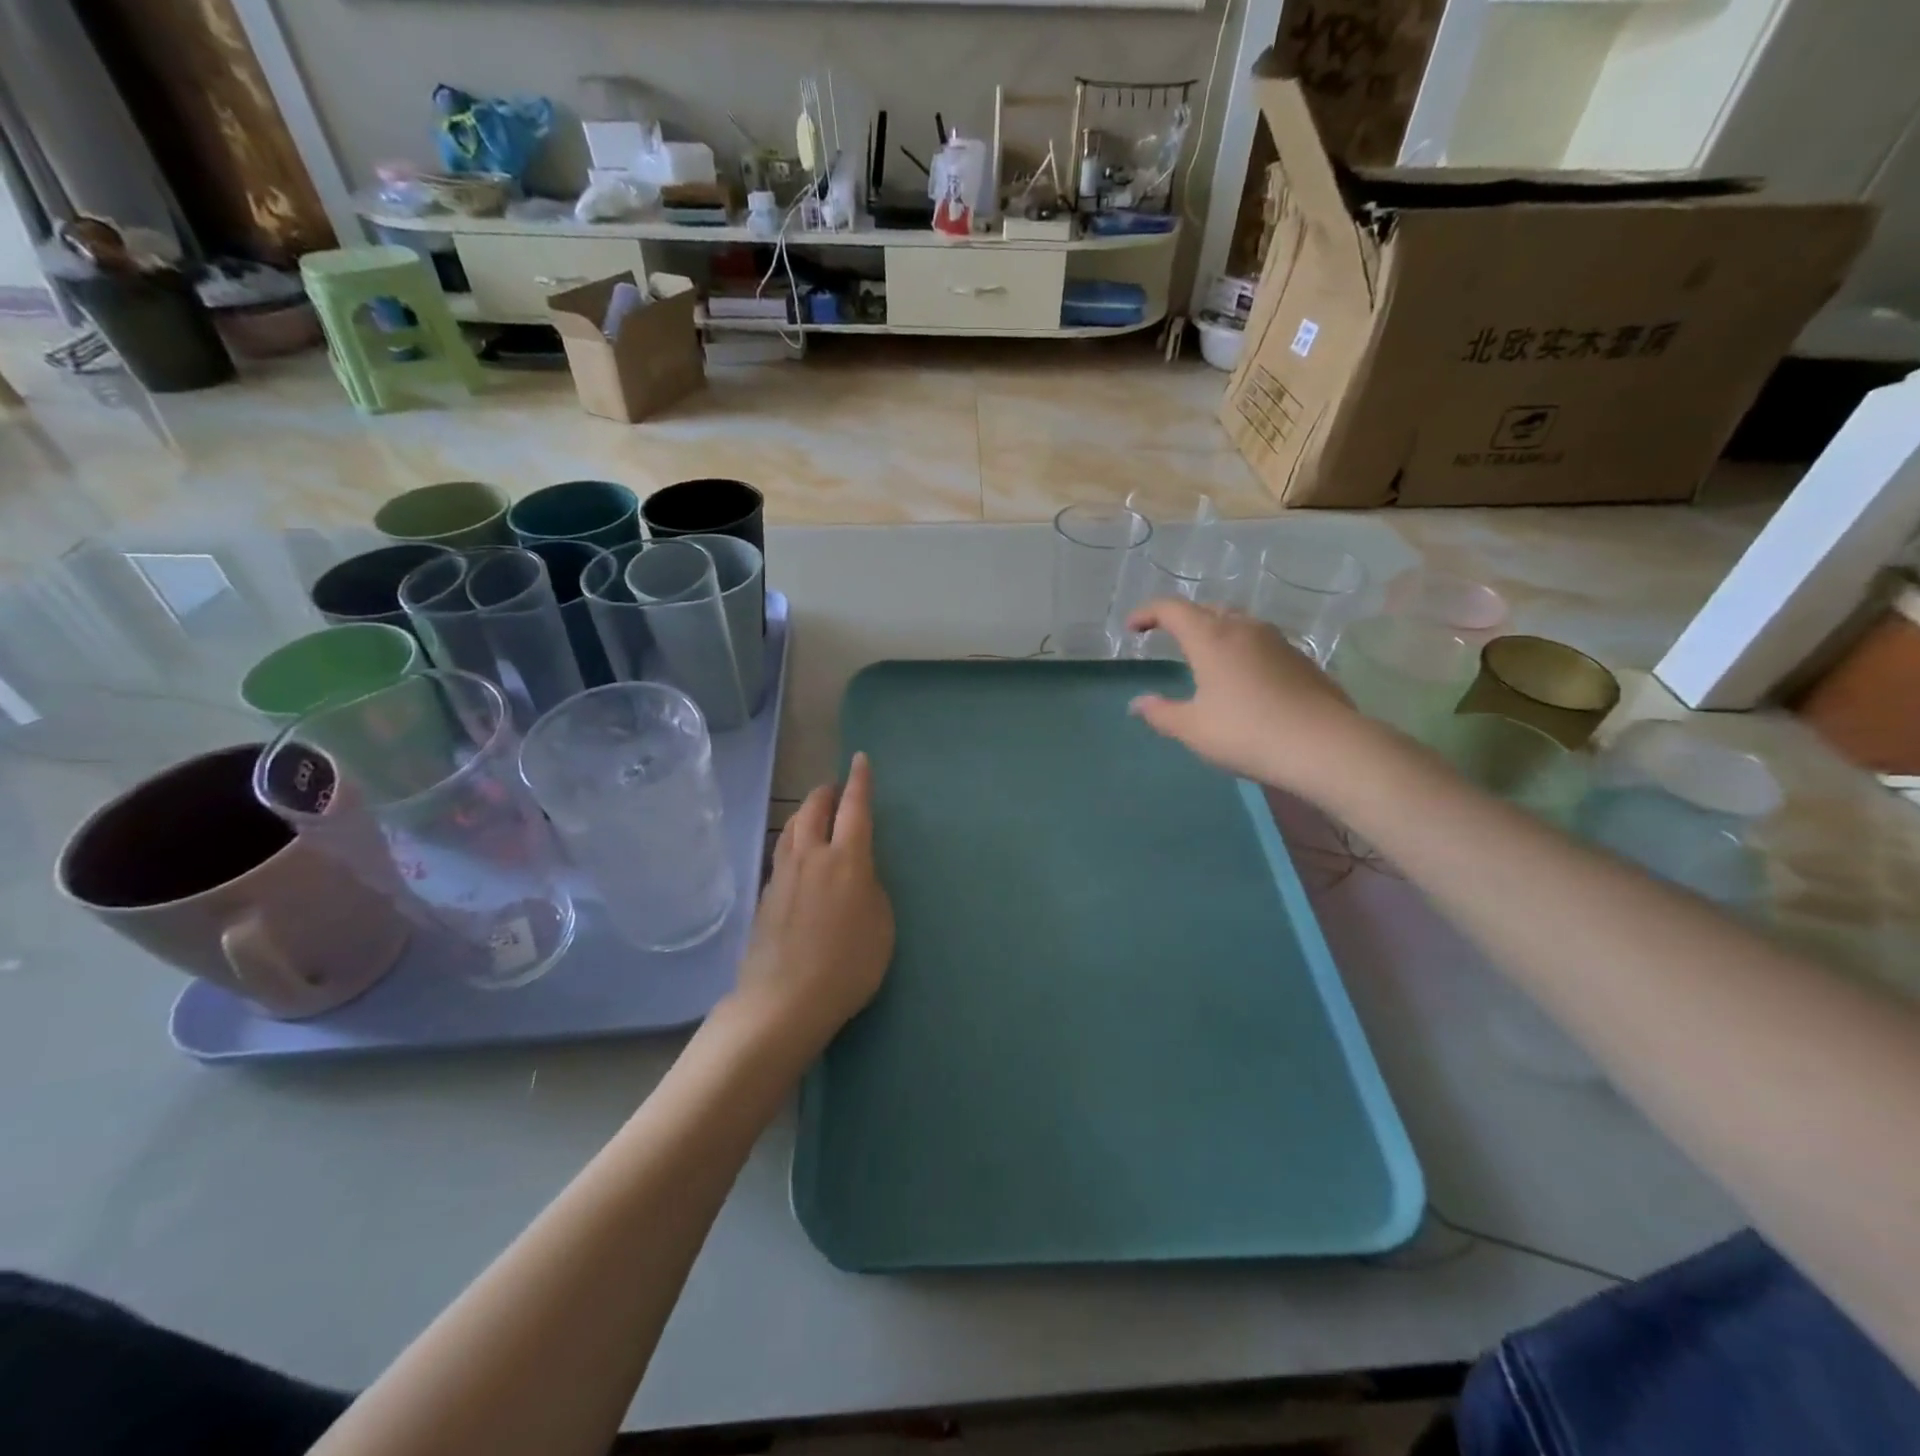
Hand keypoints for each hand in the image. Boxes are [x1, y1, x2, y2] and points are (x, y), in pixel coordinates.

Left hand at [735, 753, 894, 1048]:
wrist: (785, 1001)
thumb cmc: (848, 965)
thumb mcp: (881, 926)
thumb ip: (870, 890)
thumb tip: (856, 876)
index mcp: (847, 860)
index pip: (855, 808)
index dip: (860, 782)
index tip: (859, 760)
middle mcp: (811, 857)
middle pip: (814, 810)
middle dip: (826, 793)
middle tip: (836, 790)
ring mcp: (783, 876)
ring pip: (791, 829)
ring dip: (805, 814)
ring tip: (815, 816)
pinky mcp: (765, 897)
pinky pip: (781, 855)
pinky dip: (794, 843)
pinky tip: (798, 859)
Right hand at [1126, 598, 1373, 795]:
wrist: (1323, 745)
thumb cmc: (1246, 732)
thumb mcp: (1193, 728)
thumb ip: (1161, 713)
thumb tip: (1138, 704)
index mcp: (1211, 638)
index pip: (1172, 609)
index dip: (1147, 613)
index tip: (1133, 628)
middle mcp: (1244, 628)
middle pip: (1208, 609)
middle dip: (1183, 619)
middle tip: (1169, 637)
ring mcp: (1278, 642)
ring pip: (1238, 623)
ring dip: (1216, 631)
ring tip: (1206, 656)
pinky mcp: (1301, 660)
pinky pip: (1261, 643)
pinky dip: (1242, 650)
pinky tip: (1243, 679)